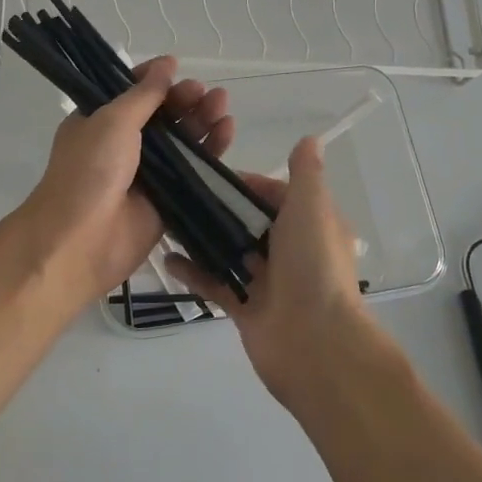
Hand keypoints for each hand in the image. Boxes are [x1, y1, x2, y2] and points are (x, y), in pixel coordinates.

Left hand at [18, 57, 234, 308]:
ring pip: (182, 141)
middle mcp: (122, 145)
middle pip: (162, 115)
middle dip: (184, 100)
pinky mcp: (169, 199)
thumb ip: (144, 94)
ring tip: (222, 104)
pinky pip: (194, 170)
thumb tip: (167, 63)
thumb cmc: (89, 171)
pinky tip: (227, 130)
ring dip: (201, 120)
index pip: (131, 92)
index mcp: (99, 122)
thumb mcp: (112, 121)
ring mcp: (147, 173)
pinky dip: (211, 150)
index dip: (154, 79)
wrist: (81, 241)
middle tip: (205, 91)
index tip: (176, 67)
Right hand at [164, 136, 389, 406]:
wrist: (315, 344)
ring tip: (167, 221)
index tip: (210, 175)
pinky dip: (194, 273)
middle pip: (249, 222)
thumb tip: (309, 138)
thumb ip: (305, 174)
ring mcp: (267, 282)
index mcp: (310, 225)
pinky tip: (168, 259)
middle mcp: (290, 251)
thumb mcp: (311, 208)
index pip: (275, 194)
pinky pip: (216, 285)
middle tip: (179, 193)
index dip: (246, 183)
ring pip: (230, 253)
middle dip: (218, 209)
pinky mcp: (246, 308)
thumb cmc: (313, 266)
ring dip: (203, 239)